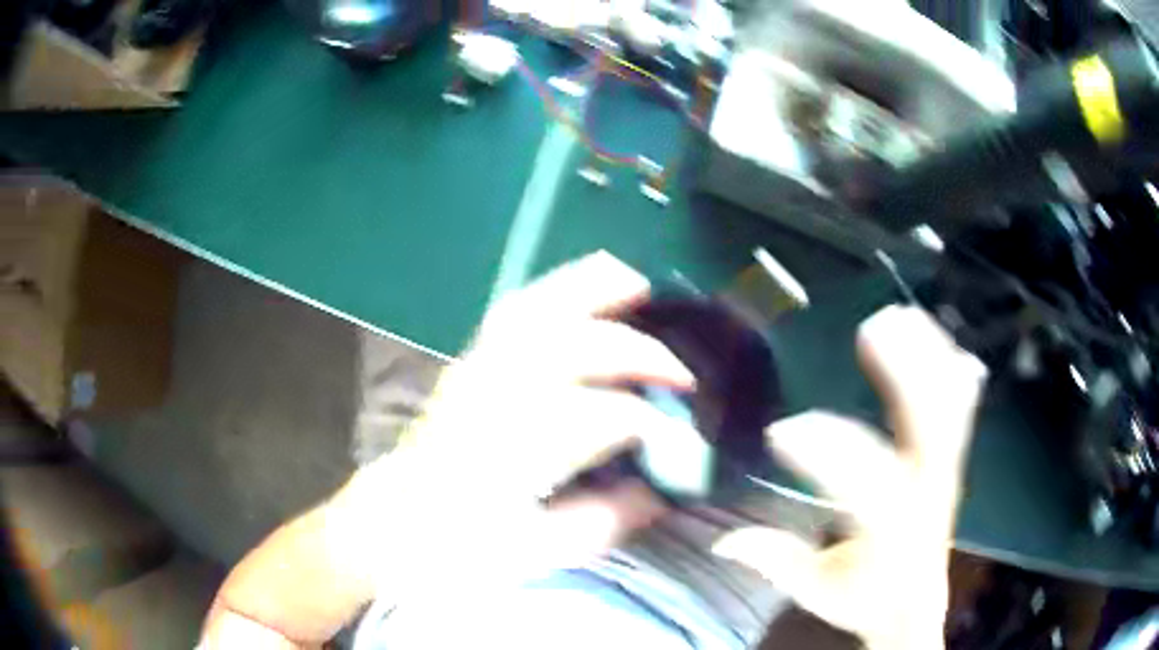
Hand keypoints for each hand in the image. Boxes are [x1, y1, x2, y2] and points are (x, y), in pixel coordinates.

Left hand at [335, 252, 699, 595]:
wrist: (395, 523)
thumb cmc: (459, 547)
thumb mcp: (537, 555)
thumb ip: (604, 521)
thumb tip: (659, 491)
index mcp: (513, 455)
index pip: (594, 417)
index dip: (645, 420)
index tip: (679, 436)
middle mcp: (493, 398)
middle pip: (571, 348)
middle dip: (636, 351)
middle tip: (681, 372)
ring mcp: (476, 372)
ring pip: (537, 309)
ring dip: (592, 289)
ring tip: (638, 284)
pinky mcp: (469, 362)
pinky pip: (516, 310)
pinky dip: (556, 289)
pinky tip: (585, 287)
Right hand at [713, 306, 986, 649]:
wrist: (914, 607)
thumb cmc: (865, 600)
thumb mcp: (817, 589)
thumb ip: (776, 561)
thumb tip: (721, 539)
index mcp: (893, 526)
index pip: (864, 481)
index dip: (825, 453)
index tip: (780, 433)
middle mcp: (927, 491)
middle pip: (927, 425)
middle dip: (903, 374)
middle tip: (871, 329)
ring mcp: (945, 470)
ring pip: (948, 406)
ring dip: (928, 357)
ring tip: (900, 316)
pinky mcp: (950, 460)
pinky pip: (960, 406)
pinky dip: (950, 369)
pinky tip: (938, 337)